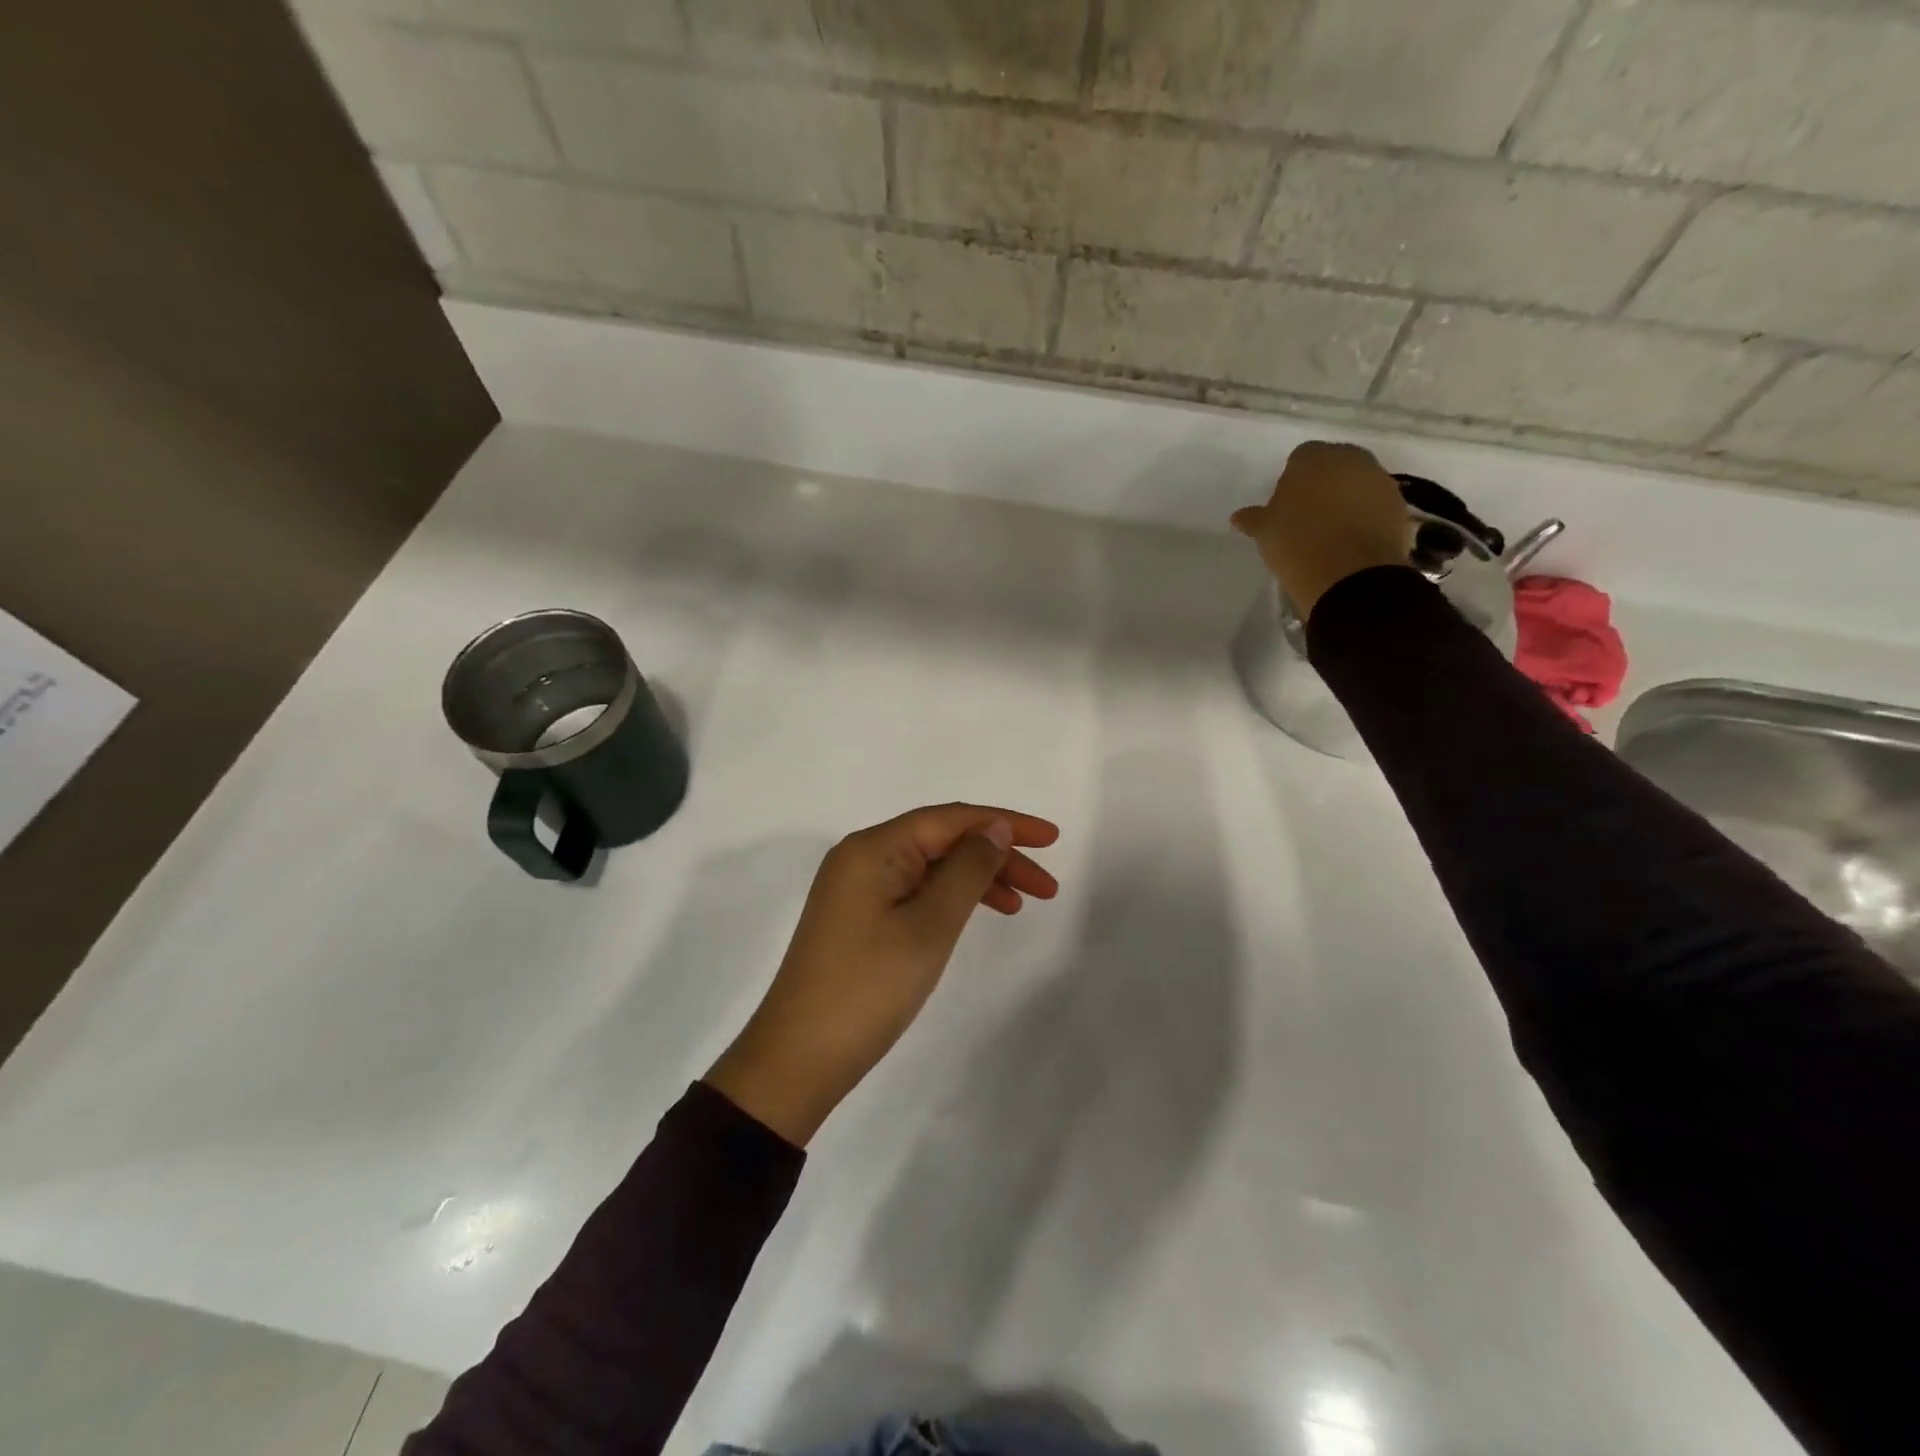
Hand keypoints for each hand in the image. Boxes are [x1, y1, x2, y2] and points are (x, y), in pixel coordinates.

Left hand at [705, 803, 1060, 1145]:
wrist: (800, 1058)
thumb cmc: (870, 986)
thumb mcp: (930, 925)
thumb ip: (968, 869)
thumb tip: (995, 828)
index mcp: (874, 847)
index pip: (950, 819)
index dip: (1005, 823)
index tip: (1052, 838)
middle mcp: (862, 856)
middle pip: (941, 840)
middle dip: (996, 855)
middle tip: (1047, 886)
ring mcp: (856, 888)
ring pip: (930, 867)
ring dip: (977, 879)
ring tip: (1022, 903)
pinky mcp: (857, 917)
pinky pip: (914, 891)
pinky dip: (950, 899)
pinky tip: (977, 914)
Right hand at [1230, 441, 1410, 617]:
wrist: (1349, 574)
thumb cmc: (1297, 544)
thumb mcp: (1266, 533)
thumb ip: (1253, 519)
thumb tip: (1238, 516)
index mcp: (1313, 458)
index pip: (1300, 457)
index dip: (1292, 479)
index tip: (1287, 504)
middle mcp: (1350, 459)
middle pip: (1334, 464)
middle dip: (1323, 482)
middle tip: (1309, 514)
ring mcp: (1379, 479)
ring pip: (1358, 481)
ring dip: (1347, 497)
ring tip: (1332, 529)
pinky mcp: (1398, 503)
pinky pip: (1375, 502)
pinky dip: (1366, 513)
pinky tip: (1353, 538)